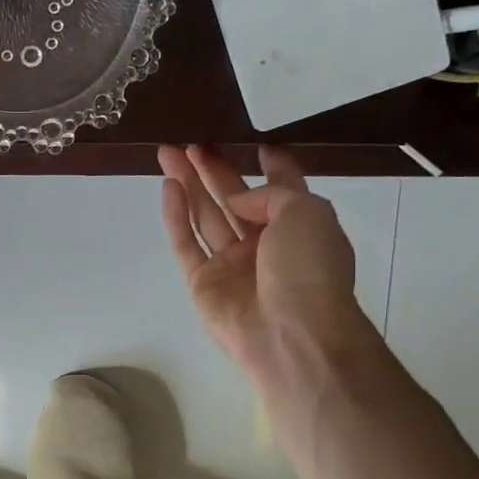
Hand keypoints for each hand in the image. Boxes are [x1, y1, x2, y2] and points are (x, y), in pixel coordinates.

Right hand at [158, 144, 364, 388]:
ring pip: (204, 216)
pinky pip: (185, 243)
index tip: (258, 146)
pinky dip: (175, 215)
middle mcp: (264, 245)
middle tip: (192, 145)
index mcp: (299, 229)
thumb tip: (238, 200)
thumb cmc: (310, 269)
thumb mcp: (309, 212)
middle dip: (213, 171)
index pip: (283, 191)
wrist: (292, 334)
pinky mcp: (201, 282)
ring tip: (168, 154)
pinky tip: (168, 186)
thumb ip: (272, 193)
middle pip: (233, 199)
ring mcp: (230, 264)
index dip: (273, 167)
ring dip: (188, 184)